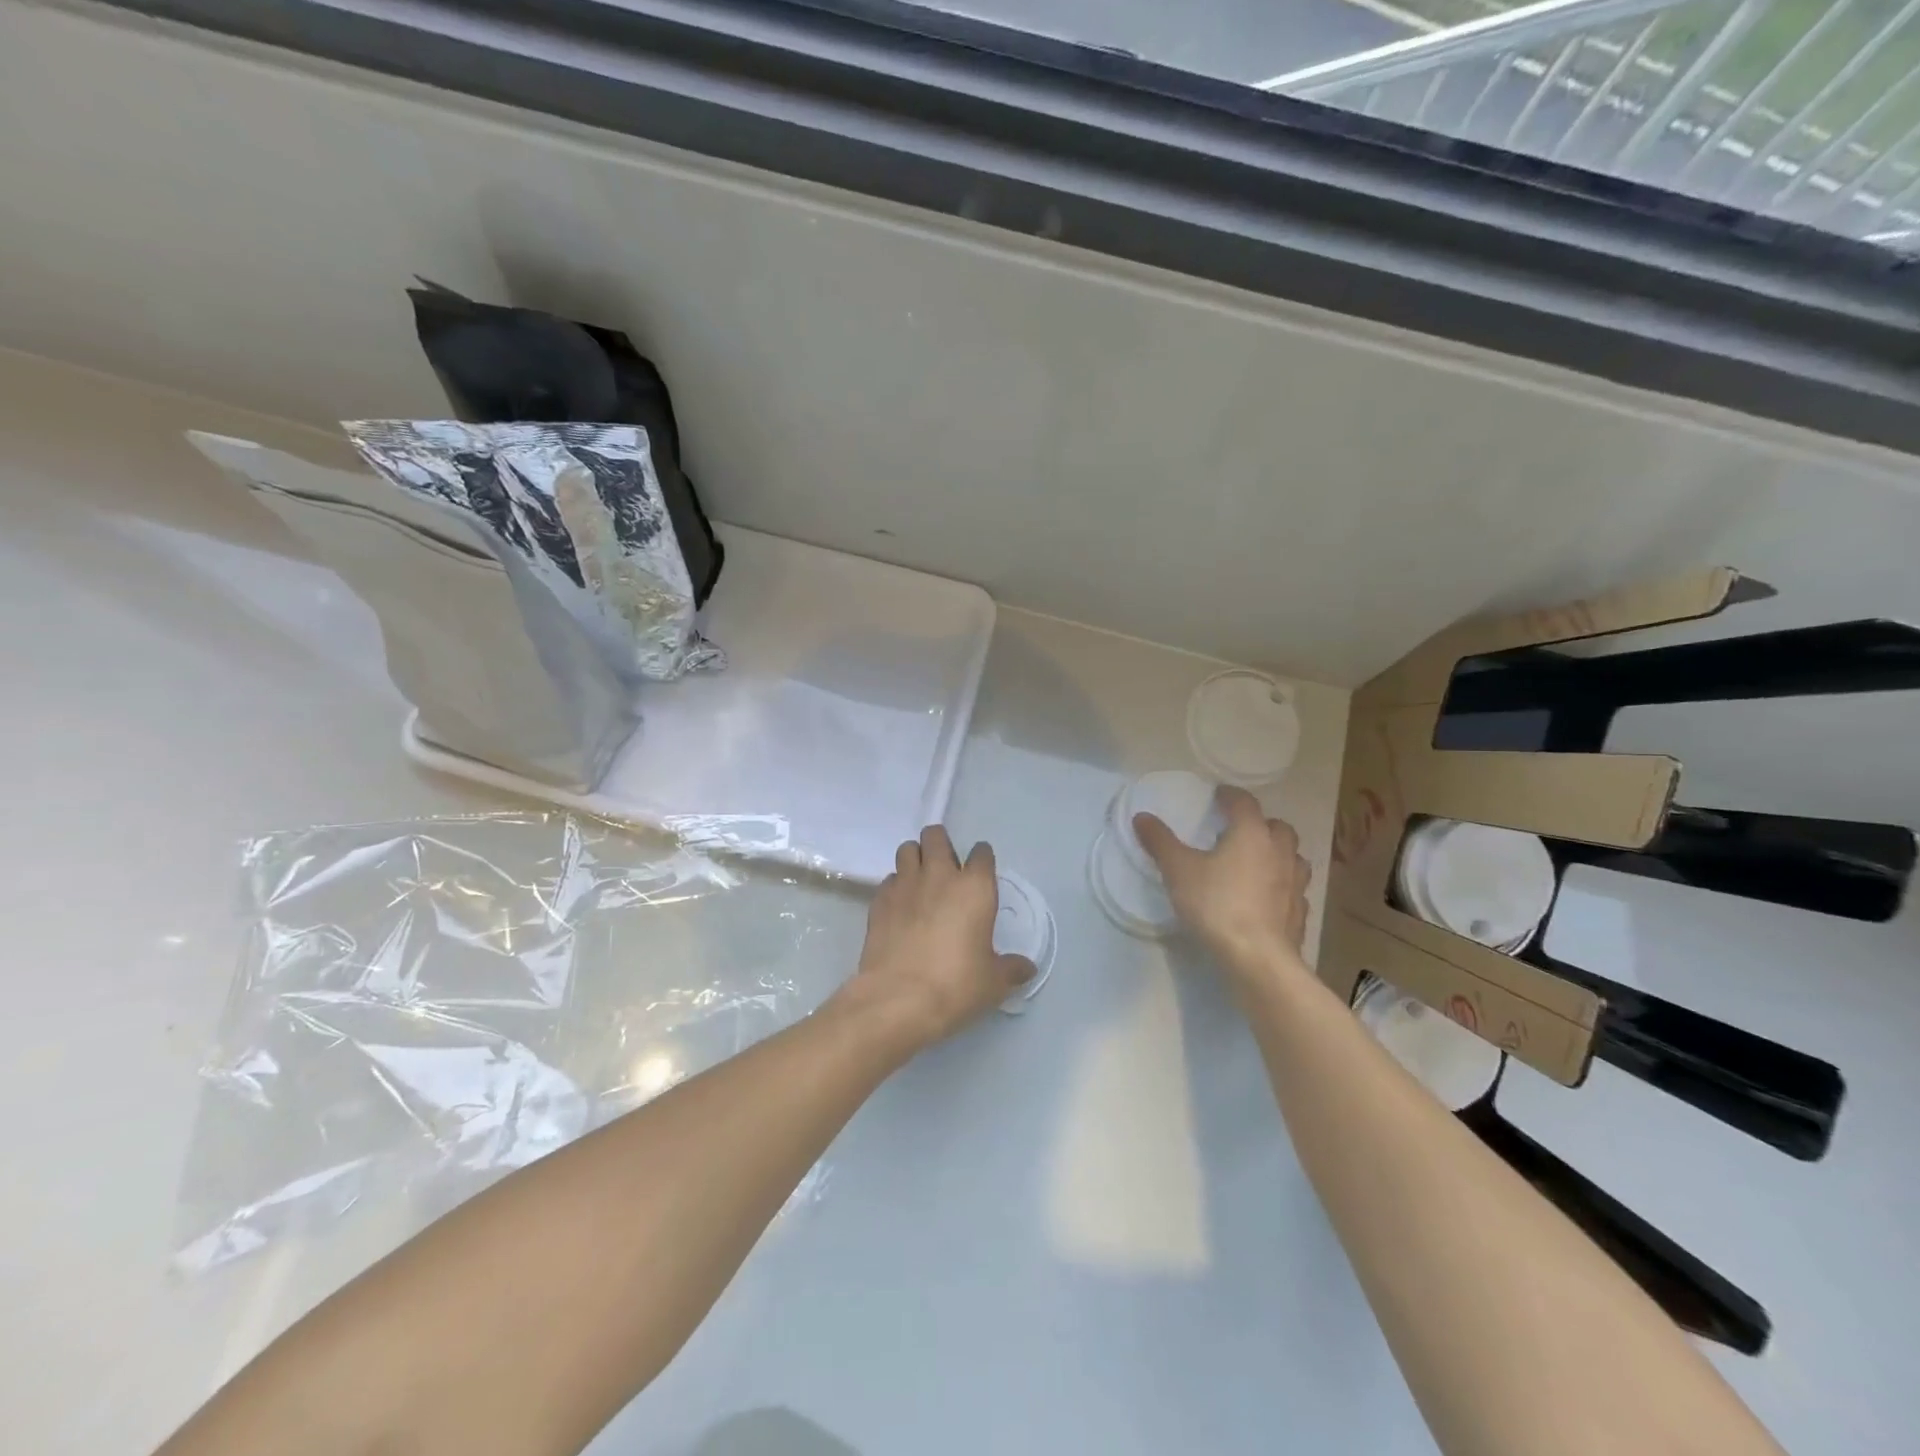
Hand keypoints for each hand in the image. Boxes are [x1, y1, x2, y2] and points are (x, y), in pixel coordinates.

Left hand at [837, 826, 1034, 1052]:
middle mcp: (939, 876)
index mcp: (974, 888)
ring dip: (915, 858)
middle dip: (941, 845)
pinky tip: (900, 906)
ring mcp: (905, 885)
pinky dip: (896, 886)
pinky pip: (889, 880)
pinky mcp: (879, 901)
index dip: (982, 859)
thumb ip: (1012, 969)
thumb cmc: (955, 985)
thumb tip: (1027, 968)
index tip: (981, 873)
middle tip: (946, 869)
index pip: (982, 853)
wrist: (898, 999)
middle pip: (936, 836)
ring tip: (920, 880)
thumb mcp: (994, 982)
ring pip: (907, 849)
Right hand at [1134, 786, 1311, 974]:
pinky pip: (1294, 890)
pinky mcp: (1300, 913)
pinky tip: (1267, 898)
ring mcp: (1295, 883)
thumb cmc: (1216, 904)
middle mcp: (1280, 851)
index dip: (1230, 796)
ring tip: (1257, 863)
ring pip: (1293, 857)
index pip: (1244, 802)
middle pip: (1277, 827)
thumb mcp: (1178, 870)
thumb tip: (1142, 817)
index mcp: (1251, 833)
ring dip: (1277, 854)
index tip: (1218, 796)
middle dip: (1260, 824)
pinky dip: (1282, 887)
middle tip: (1239, 831)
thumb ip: (1160, 841)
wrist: (1257, 957)